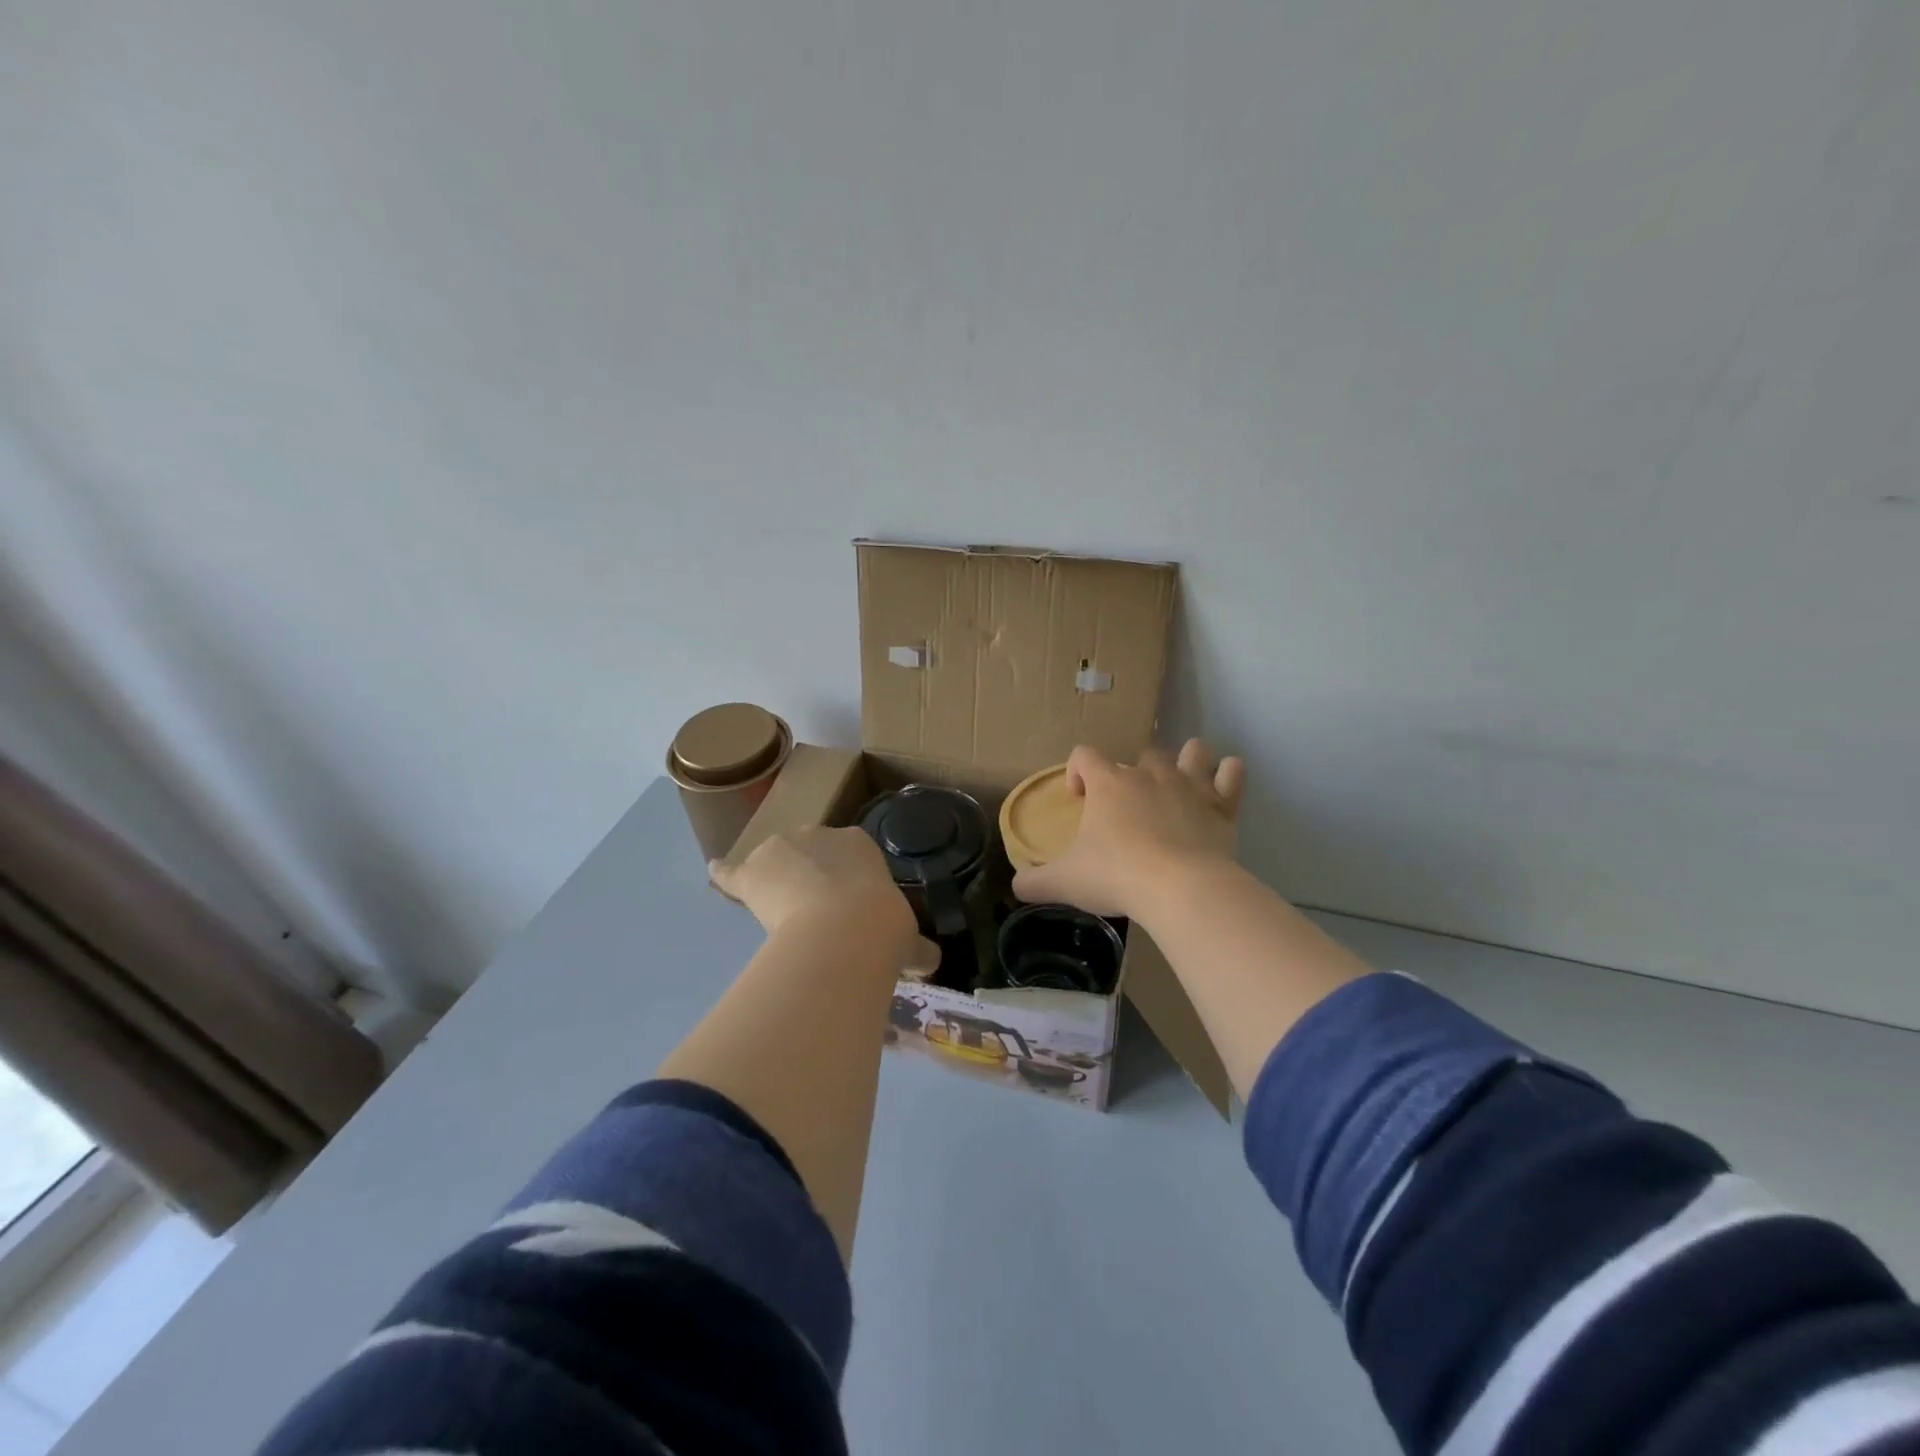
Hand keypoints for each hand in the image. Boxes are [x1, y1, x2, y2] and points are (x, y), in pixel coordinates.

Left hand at [711, 826, 937, 974]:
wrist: (847, 929)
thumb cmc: (883, 927)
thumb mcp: (908, 938)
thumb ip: (917, 946)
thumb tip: (933, 960)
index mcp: (859, 844)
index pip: (848, 854)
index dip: (846, 880)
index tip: (847, 904)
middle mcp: (819, 835)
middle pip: (809, 851)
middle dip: (810, 876)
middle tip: (815, 912)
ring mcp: (781, 850)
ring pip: (773, 861)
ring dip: (774, 880)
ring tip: (776, 908)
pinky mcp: (751, 873)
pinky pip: (732, 872)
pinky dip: (724, 876)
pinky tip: (716, 875)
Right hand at [1012, 739, 1245, 918]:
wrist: (1180, 888)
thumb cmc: (1116, 876)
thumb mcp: (1064, 882)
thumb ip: (1034, 882)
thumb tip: (1016, 885)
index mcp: (1108, 785)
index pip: (1085, 755)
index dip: (1077, 770)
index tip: (1077, 798)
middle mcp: (1148, 776)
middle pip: (1141, 754)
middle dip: (1134, 772)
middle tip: (1129, 805)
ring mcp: (1189, 786)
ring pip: (1191, 753)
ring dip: (1186, 760)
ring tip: (1181, 777)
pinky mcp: (1221, 807)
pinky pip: (1231, 777)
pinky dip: (1230, 775)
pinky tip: (1226, 778)